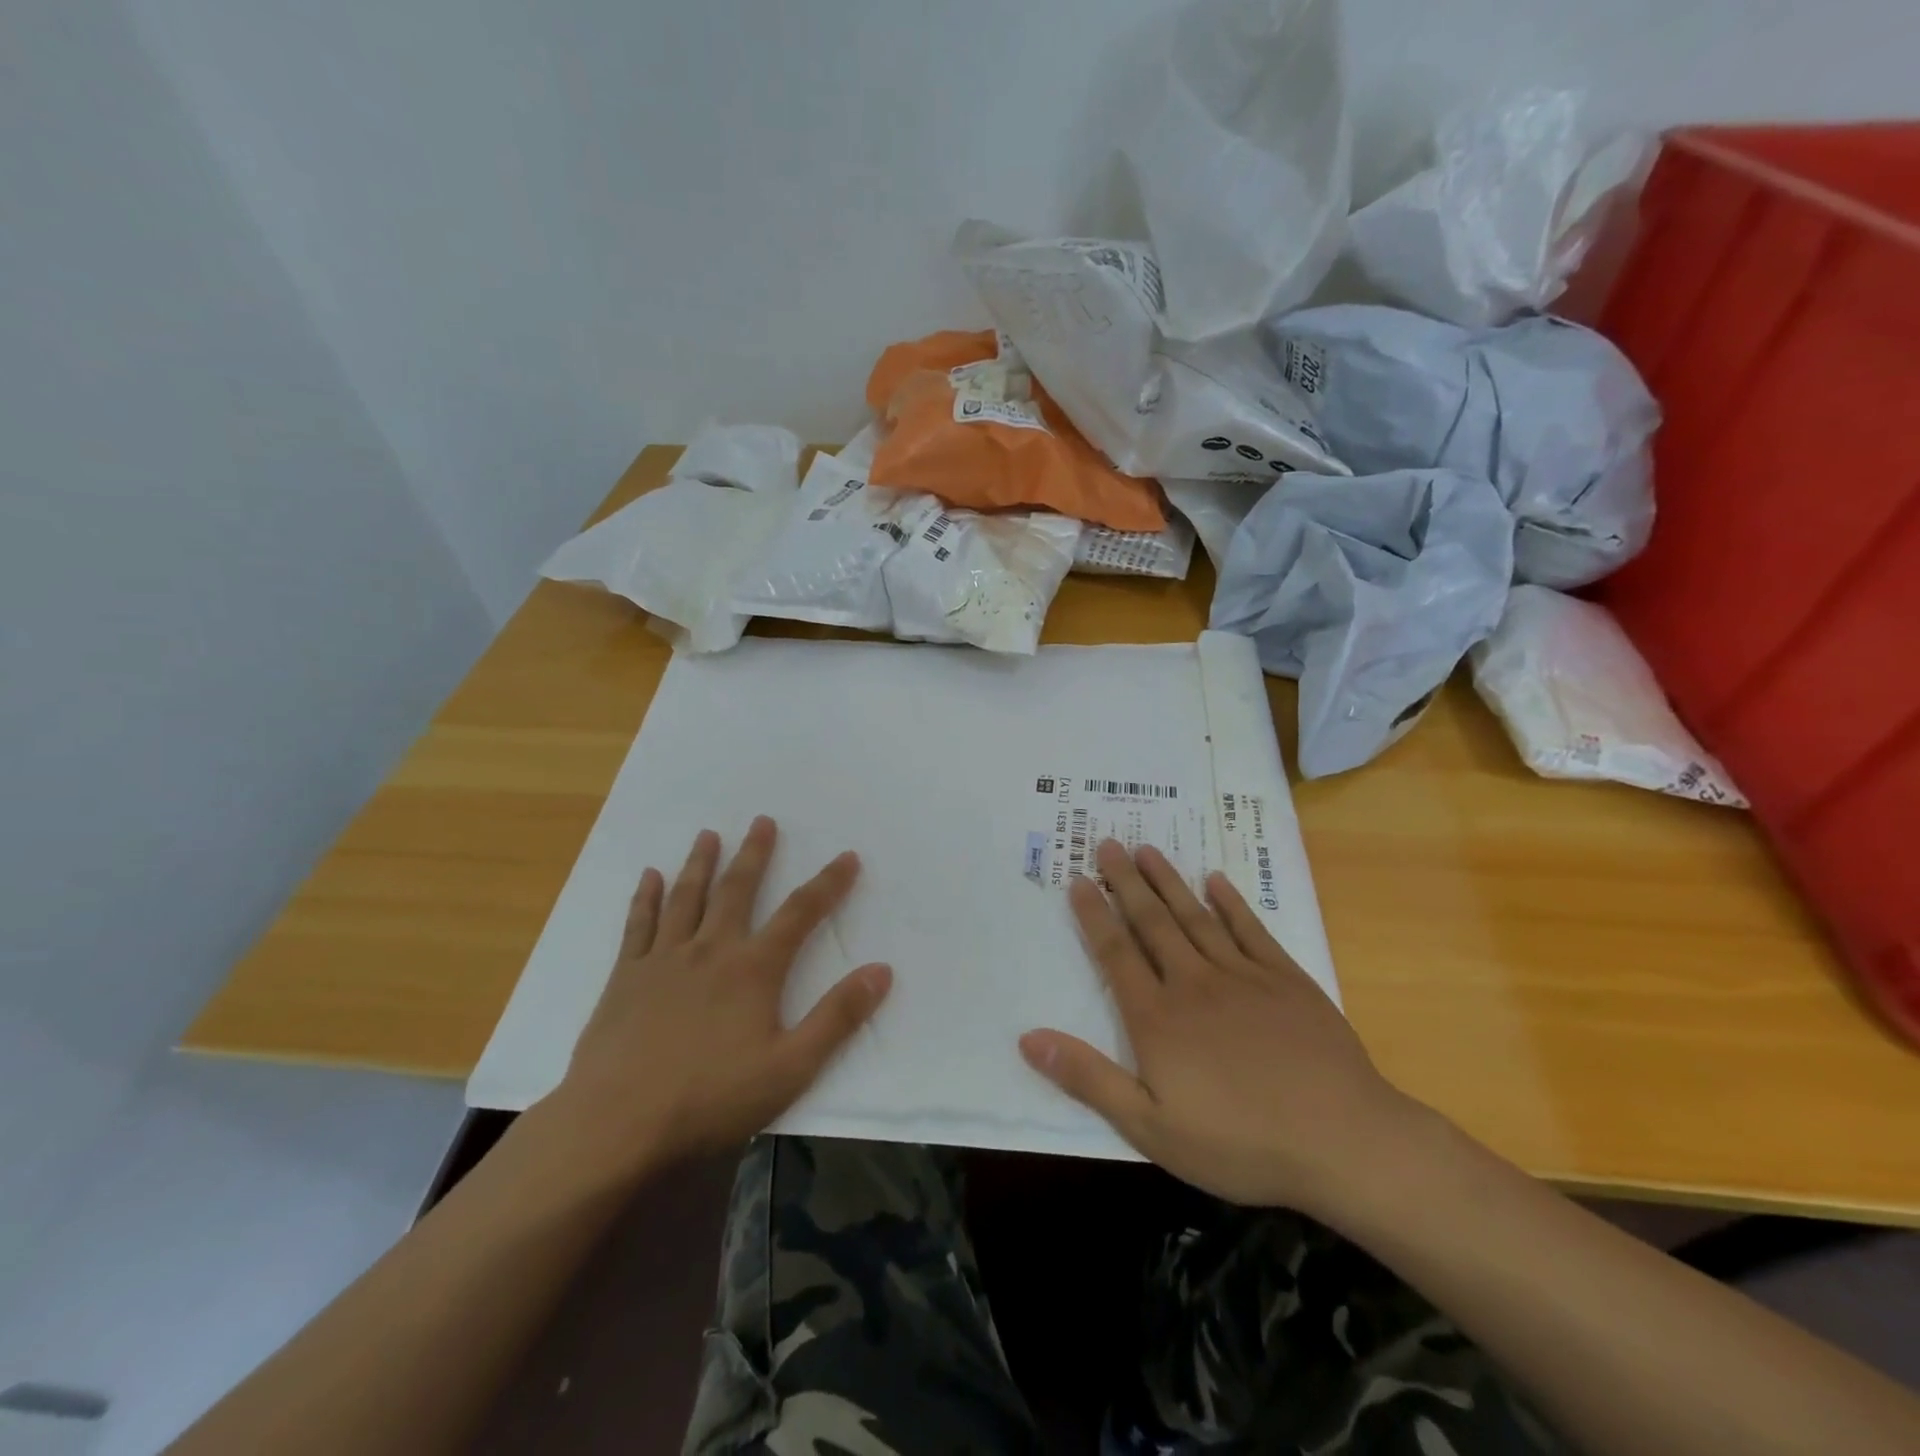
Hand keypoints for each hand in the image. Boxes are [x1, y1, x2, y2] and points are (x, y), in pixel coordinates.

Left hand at [544, 816, 891, 1170]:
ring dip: (700, 863)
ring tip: (708, 835)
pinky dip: (645, 898)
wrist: (616, 1126)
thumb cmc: (710, 1100)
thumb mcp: (790, 1067)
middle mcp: (710, 950)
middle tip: (762, 821)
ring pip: (686, 898)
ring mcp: (663, 960)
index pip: (800, 914)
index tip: (847, 857)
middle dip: (755, 854)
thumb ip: (837, 1017)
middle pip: (737, 890)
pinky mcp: (625, 978)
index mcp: (753, 969)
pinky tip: (648, 876)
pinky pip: (638, 925)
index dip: (828, 884)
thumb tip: (881, 970)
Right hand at [1020, 839, 1414, 1214]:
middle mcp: (1193, 982)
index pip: (1115, 952)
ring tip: (1147, 849)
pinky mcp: (1286, 980)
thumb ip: (1088, 1078)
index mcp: (1157, 1017)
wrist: (1343, 1141)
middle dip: (1127, 882)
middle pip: (1152, 922)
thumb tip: (1028, 1037)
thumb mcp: (1151, 1126)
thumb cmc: (1240, 1143)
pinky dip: (1231, 903)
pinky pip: (1251, 930)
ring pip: (1195, 916)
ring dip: (1168, 881)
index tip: (1078, 879)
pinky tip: (1216, 881)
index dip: (1094, 914)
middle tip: (1108, 844)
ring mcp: (1243, 976)